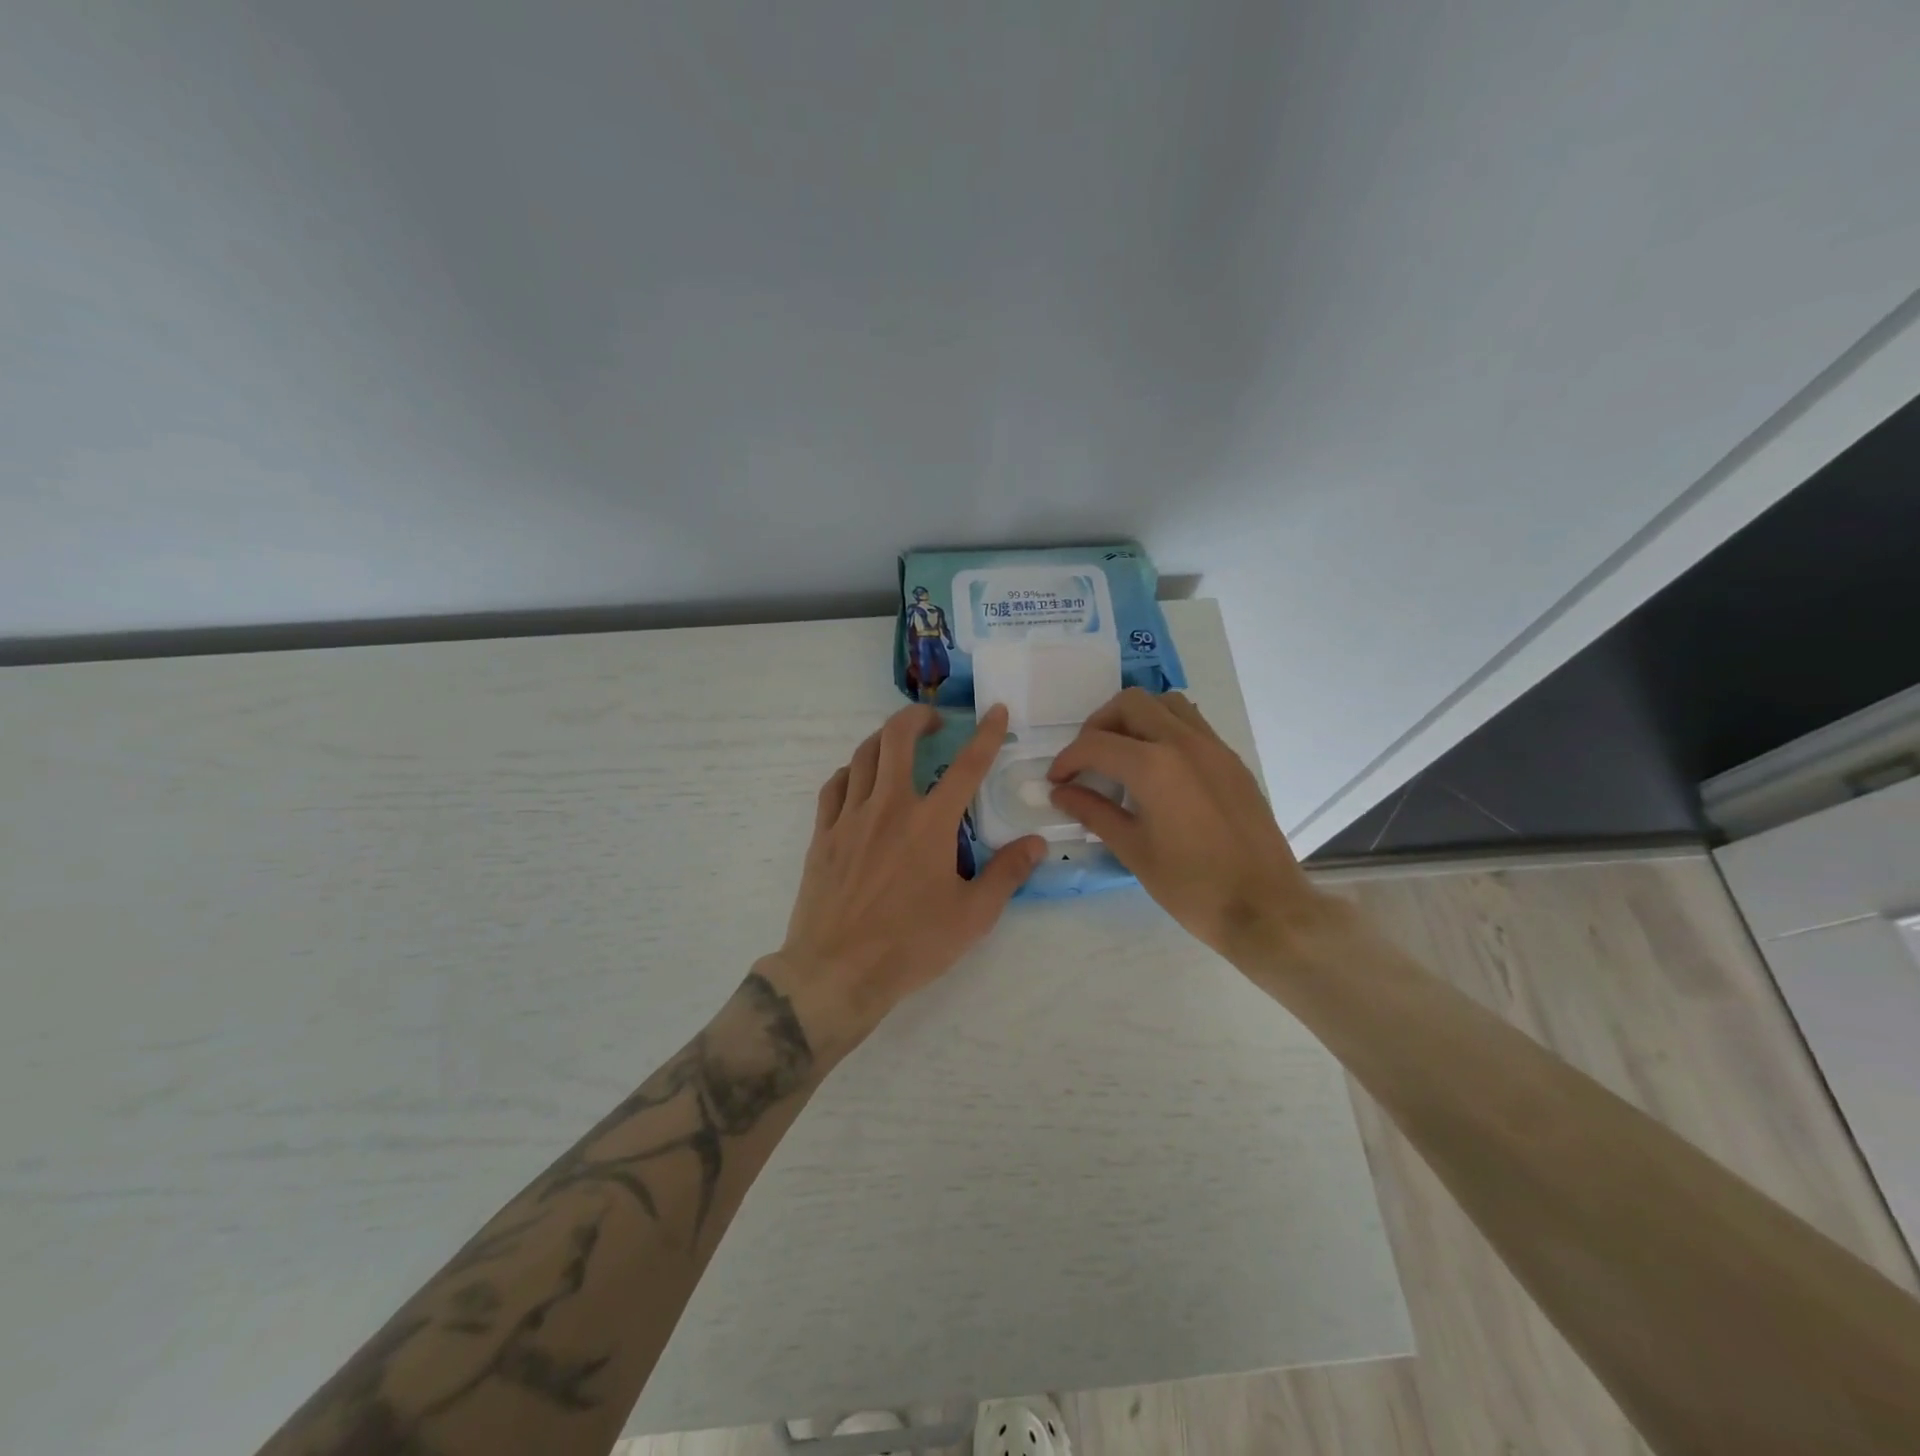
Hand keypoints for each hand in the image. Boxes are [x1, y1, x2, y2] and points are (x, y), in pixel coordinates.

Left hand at [769, 704, 1045, 1054]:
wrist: (837, 972)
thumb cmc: (911, 945)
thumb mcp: (973, 916)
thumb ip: (1007, 874)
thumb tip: (1037, 843)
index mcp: (930, 824)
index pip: (967, 766)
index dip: (985, 734)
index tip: (996, 710)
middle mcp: (888, 808)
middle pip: (897, 738)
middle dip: (918, 718)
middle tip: (934, 722)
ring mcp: (850, 818)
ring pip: (863, 756)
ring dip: (884, 739)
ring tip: (899, 744)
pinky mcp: (822, 835)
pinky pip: (834, 787)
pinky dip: (851, 772)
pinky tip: (858, 780)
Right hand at [1046, 688, 1336, 960]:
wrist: (1265, 907)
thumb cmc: (1191, 886)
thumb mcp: (1133, 850)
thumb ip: (1094, 812)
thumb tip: (1063, 793)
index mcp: (1154, 766)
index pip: (1096, 744)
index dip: (1068, 759)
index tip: (1057, 781)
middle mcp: (1184, 742)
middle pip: (1130, 704)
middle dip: (1098, 726)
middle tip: (1087, 760)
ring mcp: (1214, 747)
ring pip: (1166, 704)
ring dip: (1136, 718)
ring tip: (1122, 754)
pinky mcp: (1232, 761)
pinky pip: (1192, 724)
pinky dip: (1165, 730)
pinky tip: (1158, 768)